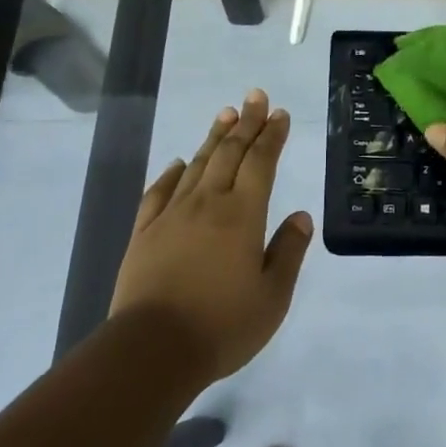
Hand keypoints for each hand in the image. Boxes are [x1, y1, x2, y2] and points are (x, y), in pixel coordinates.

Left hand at [110, 90, 313, 384]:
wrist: (151, 351)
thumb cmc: (221, 326)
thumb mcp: (272, 297)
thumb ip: (288, 252)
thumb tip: (301, 216)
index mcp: (243, 214)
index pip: (262, 162)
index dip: (272, 135)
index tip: (279, 113)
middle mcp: (208, 202)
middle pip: (230, 152)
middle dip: (246, 121)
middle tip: (255, 95)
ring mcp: (172, 215)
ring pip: (197, 164)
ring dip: (214, 137)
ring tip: (225, 114)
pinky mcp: (144, 232)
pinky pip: (159, 192)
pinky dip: (171, 172)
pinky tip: (177, 163)